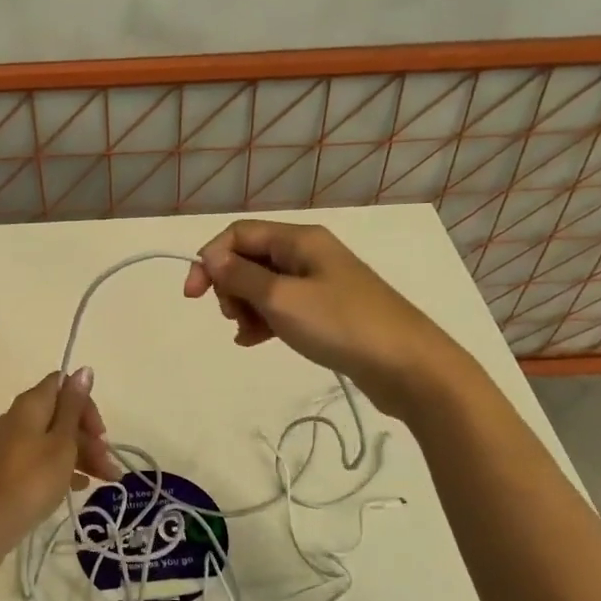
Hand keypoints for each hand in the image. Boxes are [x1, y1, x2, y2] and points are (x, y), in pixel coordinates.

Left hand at [0, 370, 120, 542]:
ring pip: (55, 439)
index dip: (86, 403)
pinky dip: (64, 467)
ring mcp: (13, 443)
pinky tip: (80, 487)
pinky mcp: (11, 467)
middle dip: (89, 436)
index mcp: (30, 404)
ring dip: (83, 454)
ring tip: (107, 480)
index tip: (100, 432)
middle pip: (61, 414)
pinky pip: (43, 457)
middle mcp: (19, 417)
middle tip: (108, 464)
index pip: (63, 385)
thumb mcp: (62, 442)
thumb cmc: (34, 478)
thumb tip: (83, 369)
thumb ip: (74, 406)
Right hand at [182, 220, 443, 407]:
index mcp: (300, 240)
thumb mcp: (282, 299)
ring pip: (263, 285)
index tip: (193, 296)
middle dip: (229, 285)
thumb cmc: (341, 325)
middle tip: (232, 316)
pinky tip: (256, 341)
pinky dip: (264, 320)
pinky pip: (282, 307)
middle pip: (250, 258)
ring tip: (247, 334)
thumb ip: (242, 276)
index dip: (210, 259)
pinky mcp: (326, 311)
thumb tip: (211, 257)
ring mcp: (319, 283)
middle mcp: (308, 254)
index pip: (239, 234)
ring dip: (245, 306)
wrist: (407, 365)